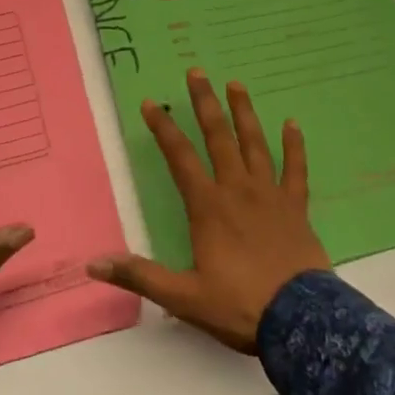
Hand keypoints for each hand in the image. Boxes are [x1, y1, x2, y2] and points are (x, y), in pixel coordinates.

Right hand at [88, 69, 329, 352]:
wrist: (300, 322)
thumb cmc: (239, 306)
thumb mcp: (183, 297)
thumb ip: (140, 276)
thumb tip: (94, 264)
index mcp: (208, 207)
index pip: (180, 158)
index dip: (164, 129)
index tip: (152, 103)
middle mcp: (237, 189)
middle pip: (219, 138)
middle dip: (205, 104)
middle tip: (197, 72)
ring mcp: (270, 194)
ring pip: (255, 144)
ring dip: (244, 113)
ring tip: (236, 84)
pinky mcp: (296, 206)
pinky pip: (296, 169)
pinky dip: (295, 146)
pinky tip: (293, 124)